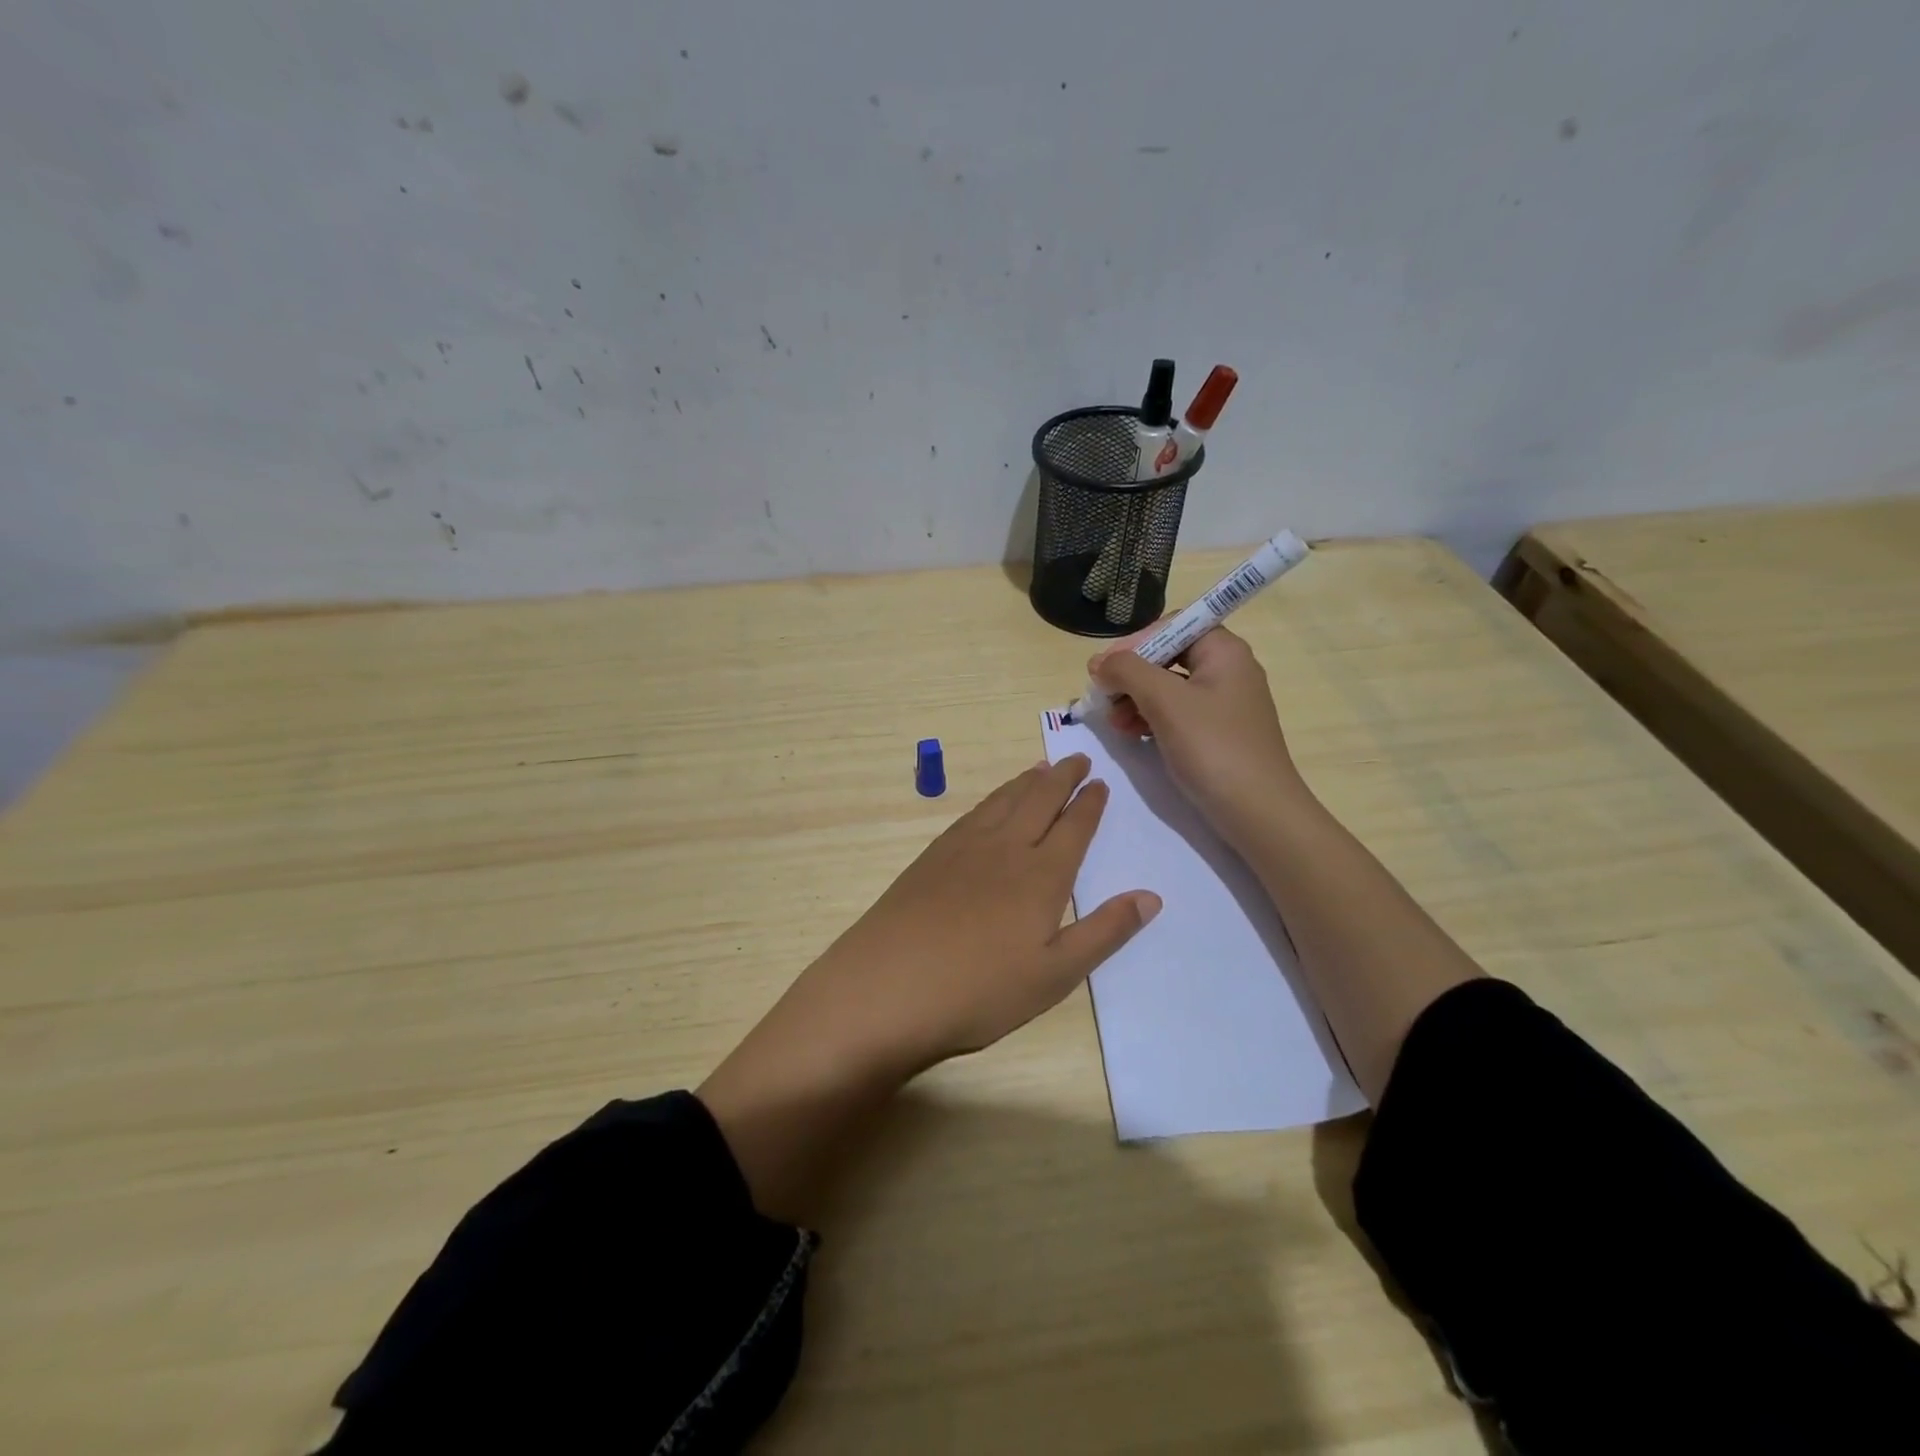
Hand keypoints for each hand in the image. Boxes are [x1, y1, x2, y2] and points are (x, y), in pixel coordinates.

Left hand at [698, 757, 1158, 1222]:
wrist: (889, 986)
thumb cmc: (980, 991)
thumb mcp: (1055, 974)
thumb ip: (1105, 932)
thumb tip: (1151, 896)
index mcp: (1041, 876)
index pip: (1074, 827)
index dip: (1090, 804)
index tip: (1101, 784)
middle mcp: (1005, 848)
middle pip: (1039, 800)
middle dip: (1063, 777)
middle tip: (1078, 759)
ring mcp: (963, 848)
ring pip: (1003, 801)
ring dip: (1027, 781)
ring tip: (1041, 767)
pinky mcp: (932, 857)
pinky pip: (972, 813)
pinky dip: (992, 798)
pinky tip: (992, 803)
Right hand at [1089, 625, 1303, 843]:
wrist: (1258, 812)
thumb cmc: (1213, 747)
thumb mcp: (1165, 701)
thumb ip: (1128, 671)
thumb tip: (1100, 662)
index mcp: (1224, 651)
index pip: (1172, 626)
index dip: (1135, 642)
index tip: (1106, 668)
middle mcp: (1227, 670)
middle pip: (1168, 656)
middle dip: (1131, 675)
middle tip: (1103, 697)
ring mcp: (1223, 705)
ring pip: (1168, 688)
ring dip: (1135, 699)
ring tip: (1113, 722)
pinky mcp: (1217, 734)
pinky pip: (1177, 714)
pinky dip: (1150, 718)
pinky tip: (1131, 734)